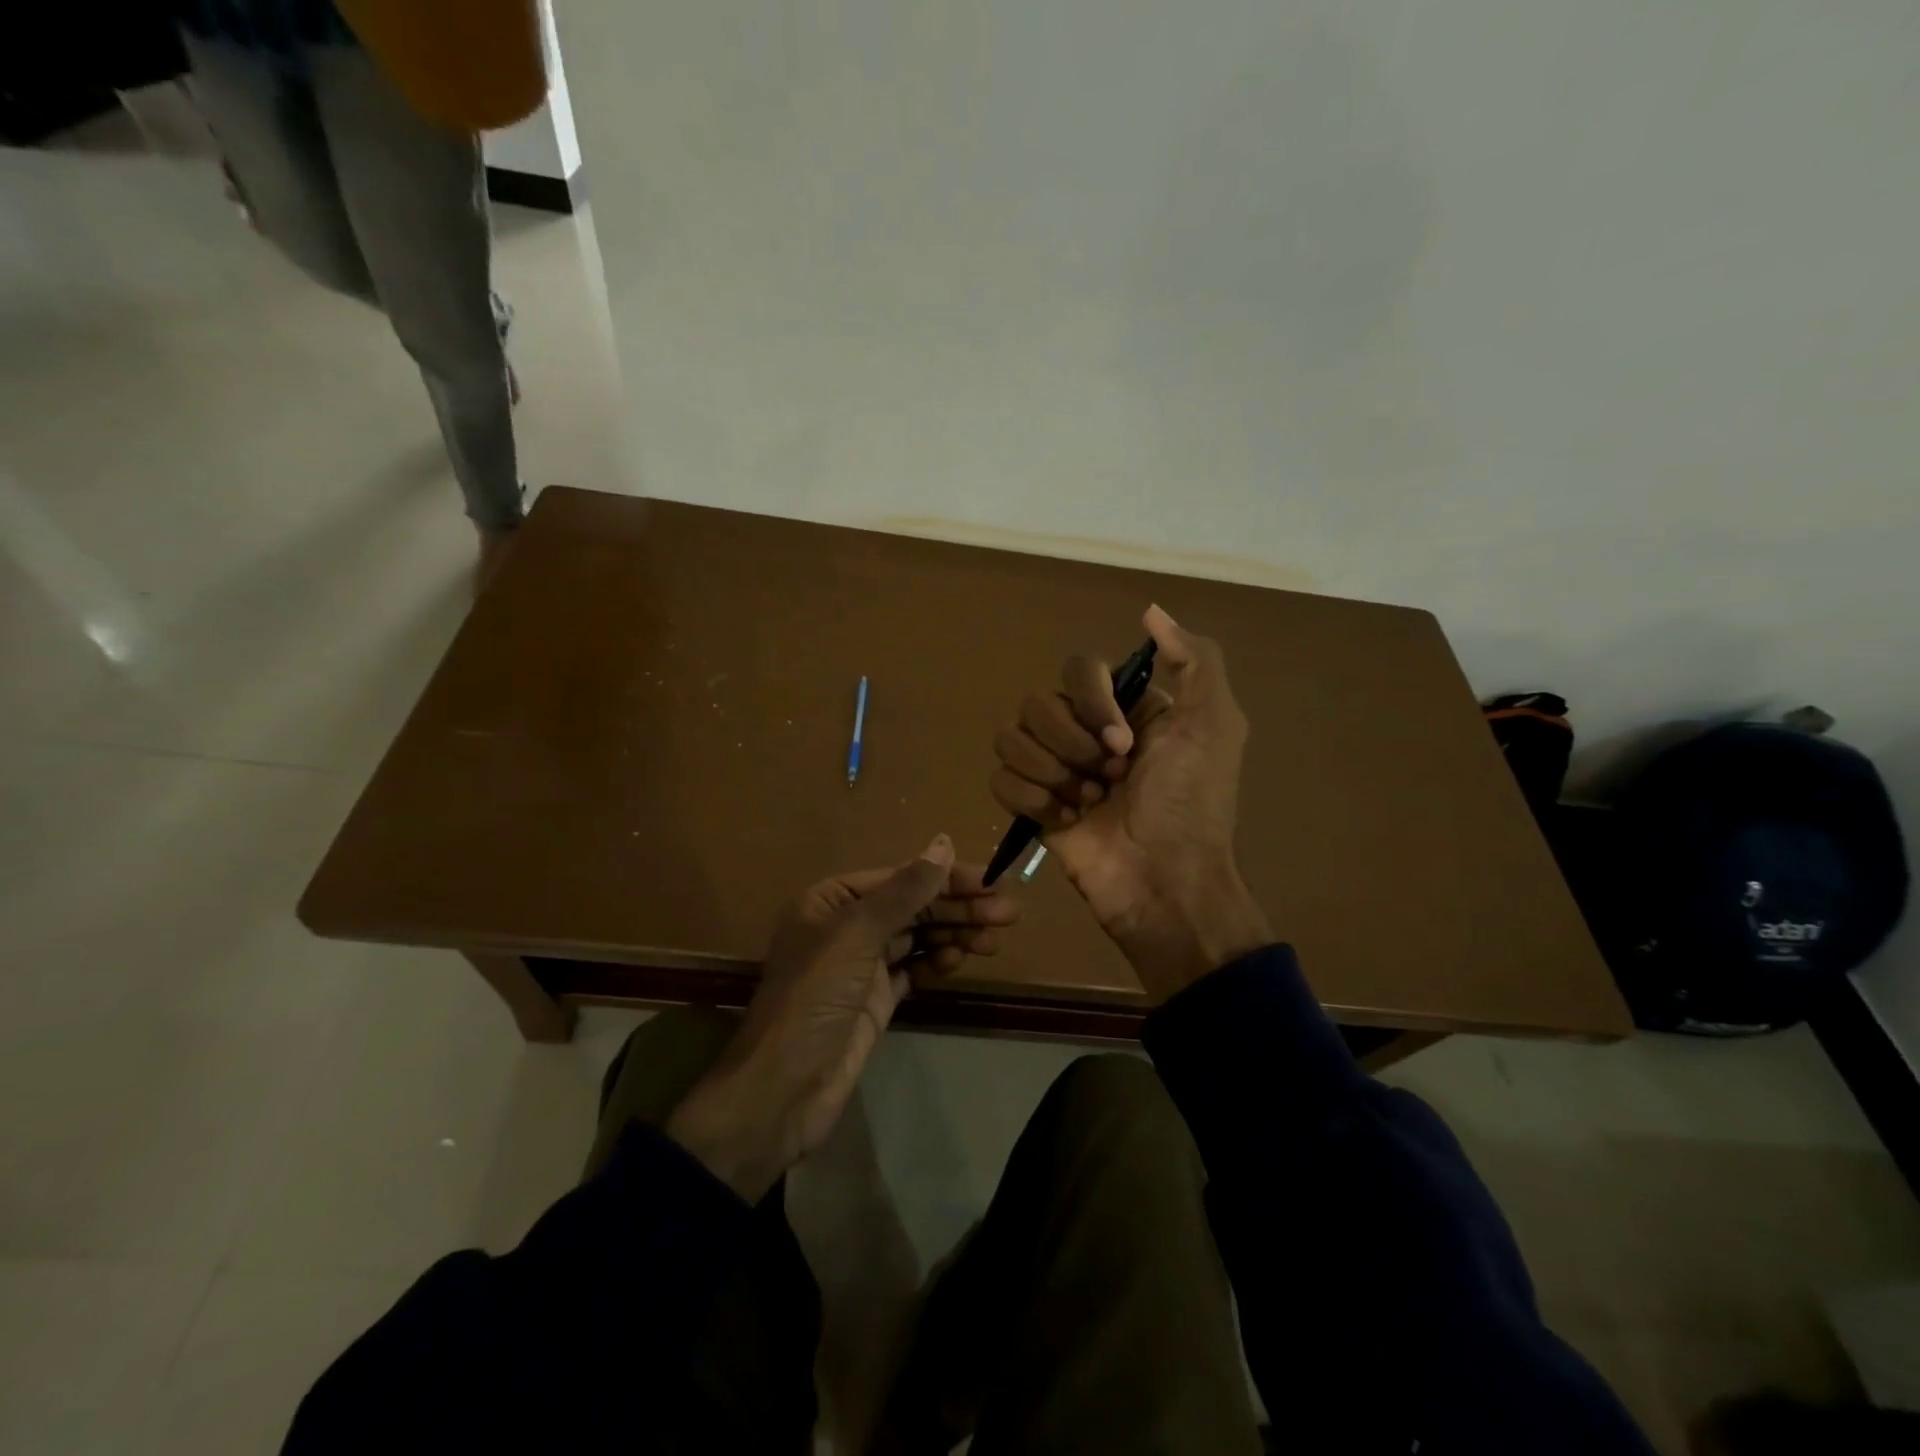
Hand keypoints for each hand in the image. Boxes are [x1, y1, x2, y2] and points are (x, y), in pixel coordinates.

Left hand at [667, 836, 1020, 1200]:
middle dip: (959, 908)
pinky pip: (913, 969)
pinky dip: (937, 962)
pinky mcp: (875, 1000)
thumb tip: (943, 843)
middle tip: (1009, 912)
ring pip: (917, 938)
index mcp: (831, 900)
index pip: (900, 878)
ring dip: (955, 934)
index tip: (992, 881)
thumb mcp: (857, 934)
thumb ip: (905, 890)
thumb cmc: (814, 998)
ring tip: (994, 939)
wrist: (783, 1089)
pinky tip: (960, 959)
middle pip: (912, 908)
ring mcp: (861, 966)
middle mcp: (845, 927)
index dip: (946, 878)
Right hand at [989, 604, 1271, 999]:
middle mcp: (1084, 732)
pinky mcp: (1031, 806)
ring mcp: (1054, 769)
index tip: (1123, 743)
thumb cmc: (1191, 803)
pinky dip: (1031, 800)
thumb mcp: (1214, 724)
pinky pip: (999, 778)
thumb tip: (1149, 611)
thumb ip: (1194, 659)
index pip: (1077, 668)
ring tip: (1086, 803)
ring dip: (1051, 774)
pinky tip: (1065, 821)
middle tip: (1108, 780)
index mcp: (1123, 709)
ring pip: (1011, 738)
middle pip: (1038, 703)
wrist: (1164, 882)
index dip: (1092, 703)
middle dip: (1071, 747)